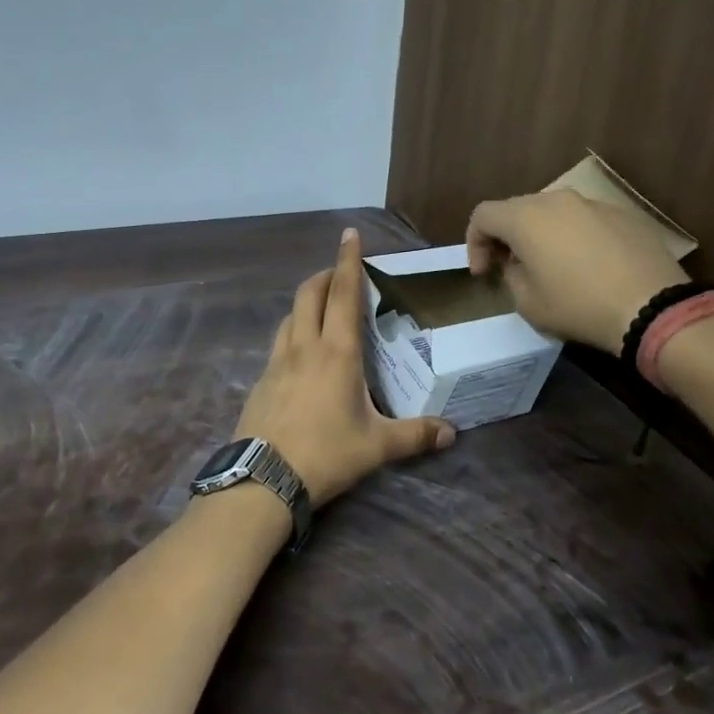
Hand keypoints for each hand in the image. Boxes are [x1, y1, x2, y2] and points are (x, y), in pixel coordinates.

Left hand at [235, 228, 455, 505]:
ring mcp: (276, 363)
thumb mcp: (377, 447)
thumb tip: (452, 432)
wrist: (263, 479)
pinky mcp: (261, 381)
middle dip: (324, 276)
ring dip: (305, 304)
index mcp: (337, 353)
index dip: (347, 261)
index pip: (343, 294)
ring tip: (320, 312)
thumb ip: (415, 435)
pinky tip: (300, 358)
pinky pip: (277, 345)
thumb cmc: (326, 455)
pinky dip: (291, 335)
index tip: (349, 234)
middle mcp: (304, 348)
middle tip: (339, 274)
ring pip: (289, 317)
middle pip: (309, 294)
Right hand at [466, 190, 687, 354]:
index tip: (483, 272)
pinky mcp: (624, 214)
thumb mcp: (528, 303)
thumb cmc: (579, 306)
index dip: (474, 242)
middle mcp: (557, 200)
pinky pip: (585, 220)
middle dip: (506, 236)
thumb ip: (512, 275)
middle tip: (509, 267)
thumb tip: (520, 263)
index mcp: (526, 217)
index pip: (483, 215)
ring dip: (541, 234)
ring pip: (553, 212)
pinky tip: (588, 266)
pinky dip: (574, 237)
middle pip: (517, 208)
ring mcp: (594, 203)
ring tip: (550, 265)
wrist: (653, 307)